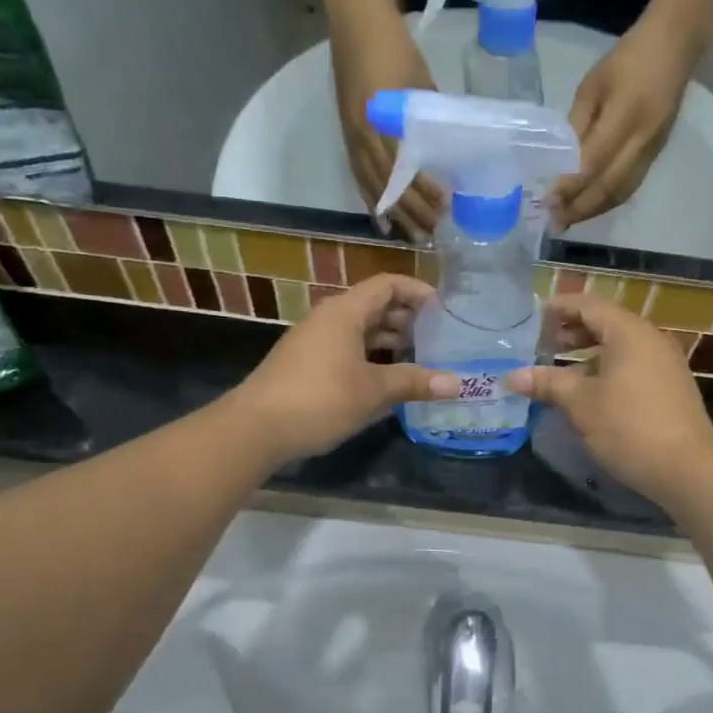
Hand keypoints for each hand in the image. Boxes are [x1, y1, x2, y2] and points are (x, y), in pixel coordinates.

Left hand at [231, 274, 458, 465]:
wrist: (256, 428)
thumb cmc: (320, 400)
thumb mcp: (373, 391)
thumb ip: (414, 382)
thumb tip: (457, 383)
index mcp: (345, 312)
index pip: (388, 284)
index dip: (419, 292)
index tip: (446, 310)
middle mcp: (329, 318)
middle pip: (375, 306)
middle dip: (409, 319)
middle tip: (440, 338)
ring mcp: (315, 341)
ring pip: (361, 330)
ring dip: (391, 341)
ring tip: (421, 359)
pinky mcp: (307, 364)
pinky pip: (347, 349)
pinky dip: (371, 357)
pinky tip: (388, 380)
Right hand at [329, 8, 446, 237]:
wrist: (355, 20)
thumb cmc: (393, 46)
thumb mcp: (420, 80)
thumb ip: (429, 115)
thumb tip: (447, 145)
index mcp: (381, 120)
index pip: (403, 168)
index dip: (422, 191)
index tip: (443, 207)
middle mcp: (362, 135)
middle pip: (386, 184)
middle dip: (410, 211)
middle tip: (431, 233)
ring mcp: (351, 136)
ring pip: (371, 185)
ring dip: (391, 212)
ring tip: (408, 235)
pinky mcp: (347, 134)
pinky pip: (357, 176)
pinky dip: (370, 199)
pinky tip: (380, 217)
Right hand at [509, 293, 712, 505]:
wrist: (688, 469)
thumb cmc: (629, 426)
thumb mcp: (580, 403)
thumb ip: (547, 383)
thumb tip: (511, 377)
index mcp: (629, 332)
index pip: (588, 305)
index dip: (559, 308)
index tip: (532, 318)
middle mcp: (650, 339)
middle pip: (605, 323)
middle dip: (571, 332)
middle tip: (540, 346)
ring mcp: (664, 364)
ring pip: (618, 348)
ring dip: (586, 355)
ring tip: (557, 373)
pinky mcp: (669, 388)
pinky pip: (631, 366)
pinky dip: (605, 371)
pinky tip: (587, 394)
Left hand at [552, 12, 700, 229]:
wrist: (676, 46)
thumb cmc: (627, 59)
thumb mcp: (592, 85)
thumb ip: (577, 125)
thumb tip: (560, 162)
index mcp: (625, 115)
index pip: (593, 162)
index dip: (569, 186)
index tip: (546, 201)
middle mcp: (642, 139)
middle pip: (608, 186)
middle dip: (579, 208)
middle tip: (553, 223)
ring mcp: (653, 150)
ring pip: (621, 192)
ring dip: (593, 210)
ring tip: (567, 220)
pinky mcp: (657, 154)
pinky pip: (630, 186)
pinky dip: (608, 201)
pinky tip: (590, 206)